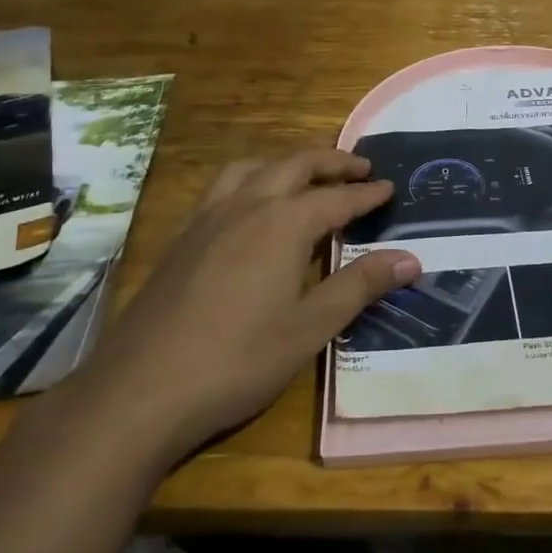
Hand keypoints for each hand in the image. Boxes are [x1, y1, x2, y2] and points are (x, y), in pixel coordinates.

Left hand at [85, 149, 417, 466]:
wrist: (140, 389)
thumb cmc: (238, 360)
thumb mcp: (310, 327)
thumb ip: (360, 286)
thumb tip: (411, 258)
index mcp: (283, 223)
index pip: (337, 198)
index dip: (366, 194)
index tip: (389, 186)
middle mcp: (246, 205)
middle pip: (294, 165)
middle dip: (331, 163)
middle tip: (359, 168)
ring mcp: (207, 218)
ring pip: (252, 168)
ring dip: (286, 163)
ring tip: (305, 176)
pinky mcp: (181, 237)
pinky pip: (223, 188)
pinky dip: (251, 180)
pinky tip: (250, 209)